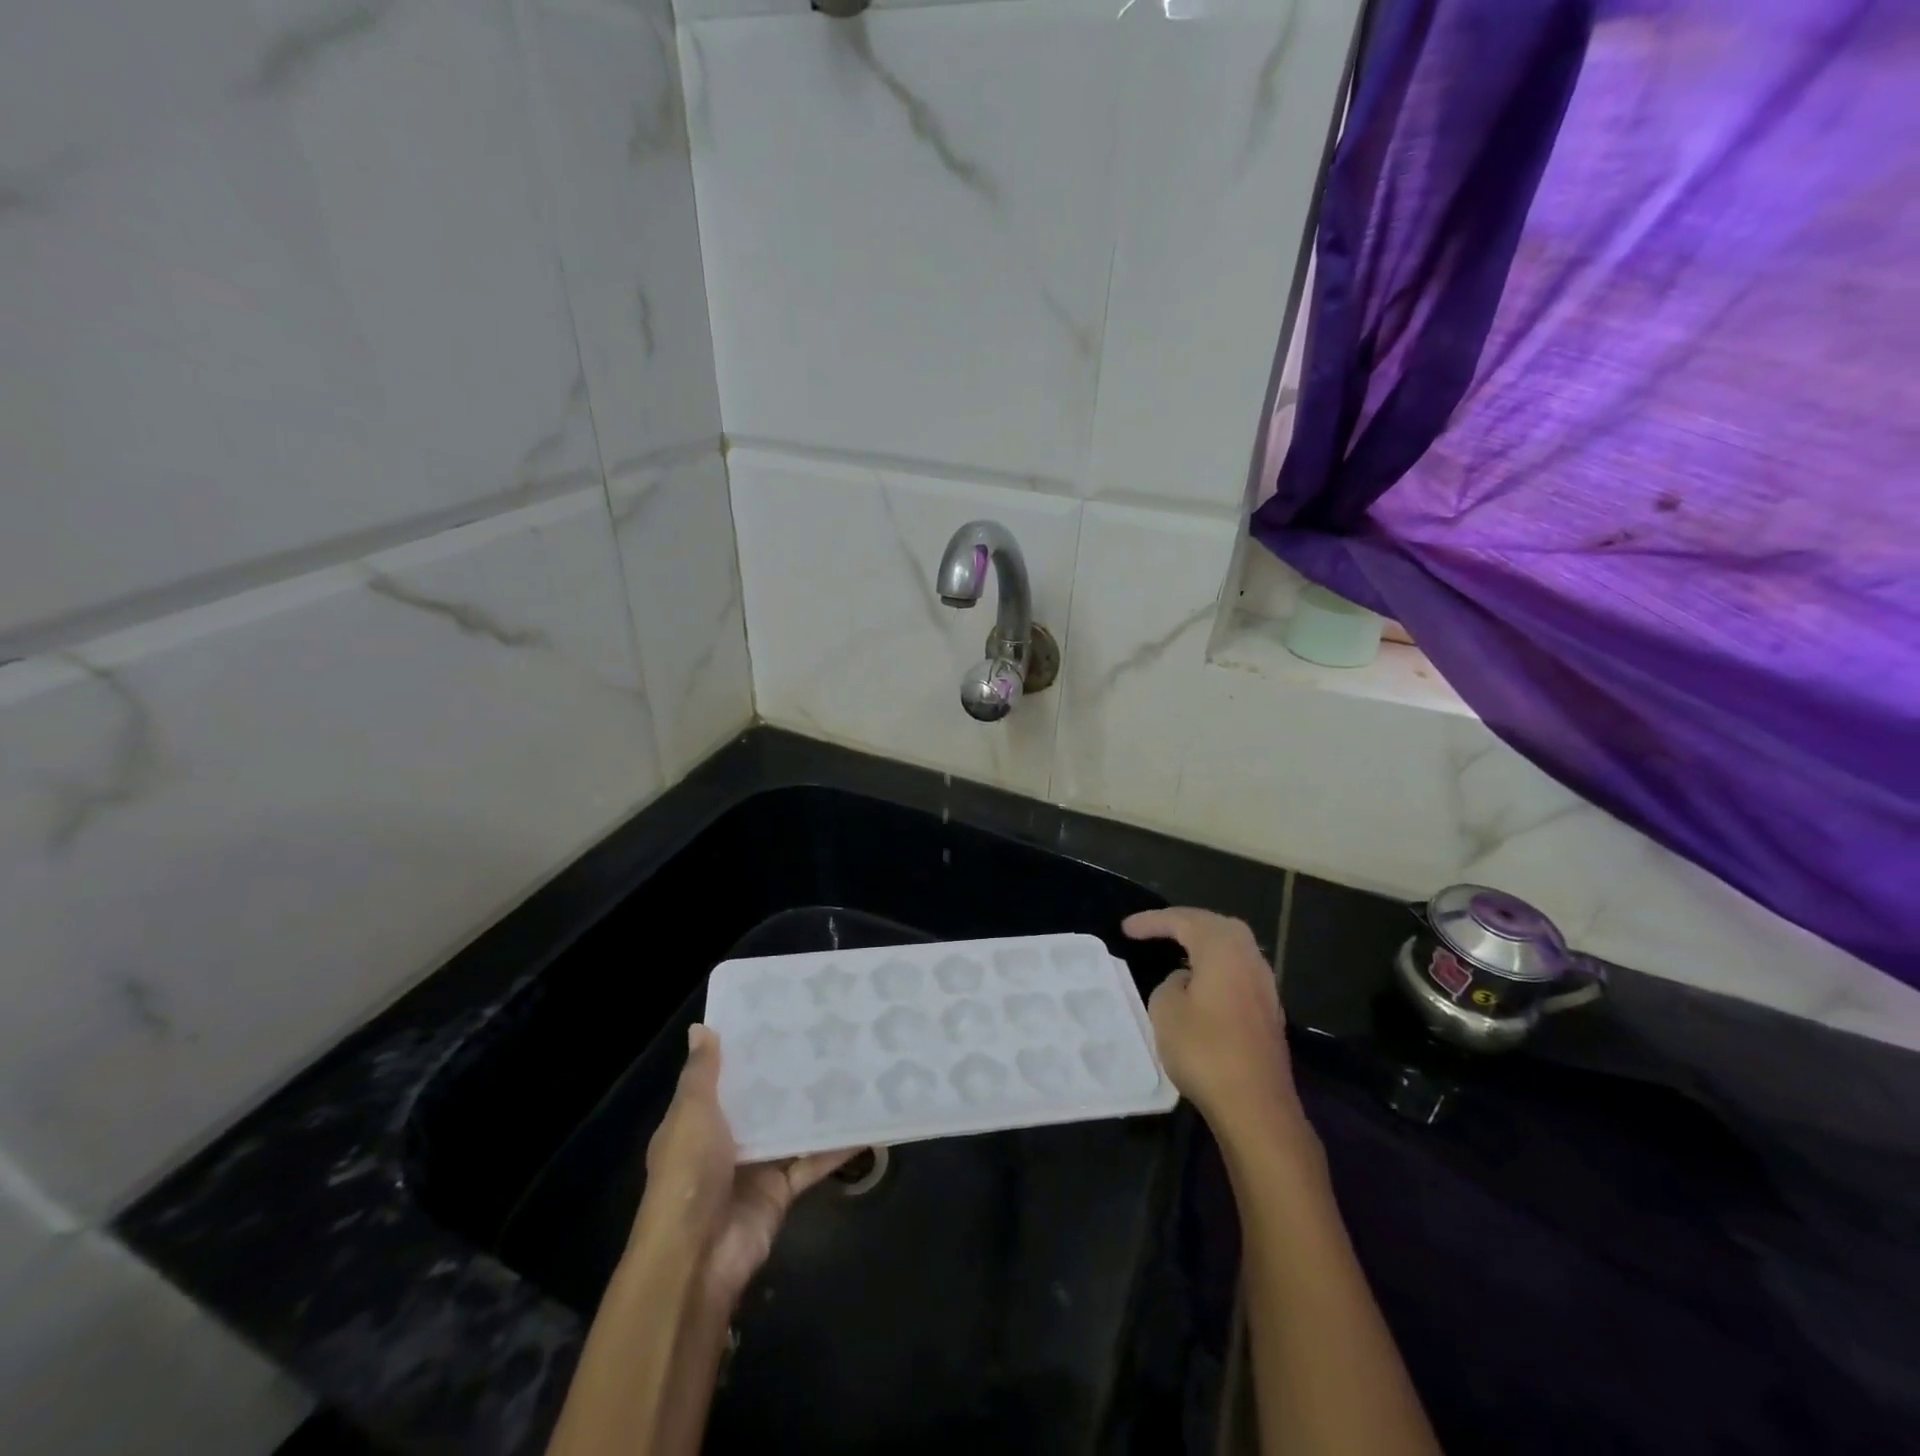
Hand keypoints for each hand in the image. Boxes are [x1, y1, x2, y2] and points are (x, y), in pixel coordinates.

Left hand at [634, 1025, 854, 1311]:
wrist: (697, 1259)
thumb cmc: (687, 1176)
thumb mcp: (690, 1115)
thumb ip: (701, 1074)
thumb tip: (701, 1028)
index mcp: (699, 1120)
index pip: (725, 1077)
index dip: (748, 1050)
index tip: (780, 1015)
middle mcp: (728, 1140)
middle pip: (763, 1101)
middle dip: (789, 1074)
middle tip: (827, 1034)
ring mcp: (757, 1166)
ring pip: (791, 1128)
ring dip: (816, 1106)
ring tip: (852, 1066)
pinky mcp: (782, 1190)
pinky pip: (813, 1161)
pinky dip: (837, 1146)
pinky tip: (866, 1122)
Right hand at [1124, 908, 1301, 1142]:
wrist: (1256, 1106)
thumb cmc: (1205, 1050)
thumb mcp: (1166, 1010)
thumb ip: (1170, 984)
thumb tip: (1184, 981)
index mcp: (1223, 949)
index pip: (1184, 920)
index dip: (1152, 921)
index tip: (1126, 928)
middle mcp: (1250, 958)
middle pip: (1216, 926)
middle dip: (1185, 923)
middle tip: (1156, 930)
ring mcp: (1264, 986)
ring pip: (1232, 948)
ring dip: (1203, 945)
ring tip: (1177, 950)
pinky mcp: (1268, 1012)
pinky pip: (1237, 972)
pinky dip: (1216, 967)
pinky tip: (1201, 983)